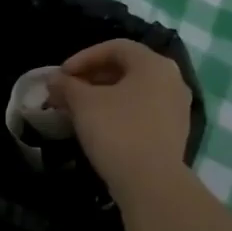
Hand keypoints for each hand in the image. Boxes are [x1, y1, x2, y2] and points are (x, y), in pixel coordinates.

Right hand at [51, 39, 192, 201]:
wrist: (151, 183)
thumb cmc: (117, 131)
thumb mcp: (83, 104)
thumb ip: (67, 85)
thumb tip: (54, 80)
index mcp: (154, 64)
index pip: (115, 48)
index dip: (83, 57)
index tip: (61, 75)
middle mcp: (172, 80)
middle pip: (126, 69)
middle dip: (91, 78)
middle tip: (66, 93)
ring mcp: (177, 108)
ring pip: (134, 92)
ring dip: (103, 96)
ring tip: (78, 110)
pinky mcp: (174, 132)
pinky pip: (142, 111)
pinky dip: (119, 112)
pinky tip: (99, 127)